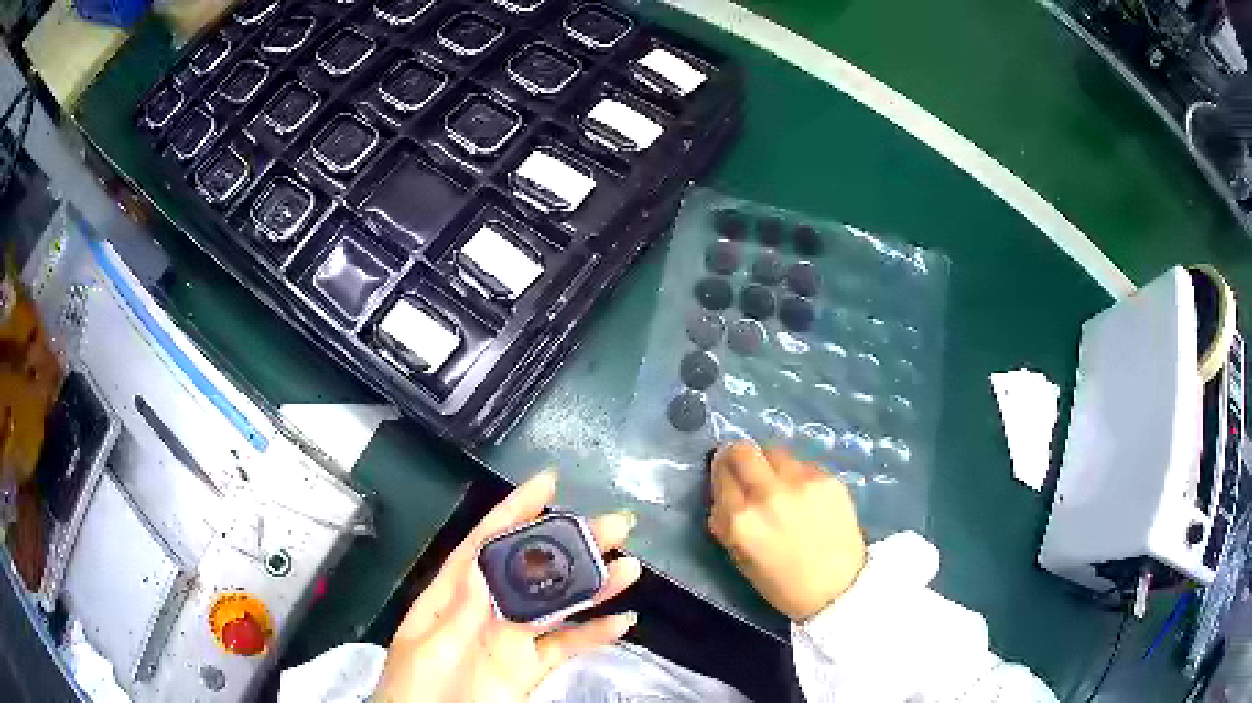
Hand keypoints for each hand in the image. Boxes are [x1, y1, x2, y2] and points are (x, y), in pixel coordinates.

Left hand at [375, 471, 642, 702]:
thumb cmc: (416, 690)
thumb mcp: (426, 648)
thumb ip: (456, 611)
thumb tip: (480, 565)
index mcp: (452, 596)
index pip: (485, 544)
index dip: (515, 511)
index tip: (549, 483)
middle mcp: (487, 610)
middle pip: (533, 570)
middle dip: (571, 545)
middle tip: (614, 525)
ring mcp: (511, 639)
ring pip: (557, 606)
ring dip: (593, 587)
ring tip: (629, 568)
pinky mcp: (530, 668)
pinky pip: (566, 647)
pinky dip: (594, 635)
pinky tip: (622, 622)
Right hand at [708, 442, 866, 620]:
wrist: (838, 587)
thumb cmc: (783, 584)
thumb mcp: (740, 558)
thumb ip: (726, 523)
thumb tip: (723, 496)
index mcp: (740, 520)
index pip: (721, 475)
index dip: (720, 471)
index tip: (725, 473)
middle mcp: (767, 494)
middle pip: (743, 450)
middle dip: (738, 455)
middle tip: (744, 466)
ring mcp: (799, 482)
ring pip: (774, 451)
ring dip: (769, 464)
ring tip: (777, 483)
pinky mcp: (826, 478)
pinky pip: (802, 464)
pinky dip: (796, 475)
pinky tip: (804, 495)